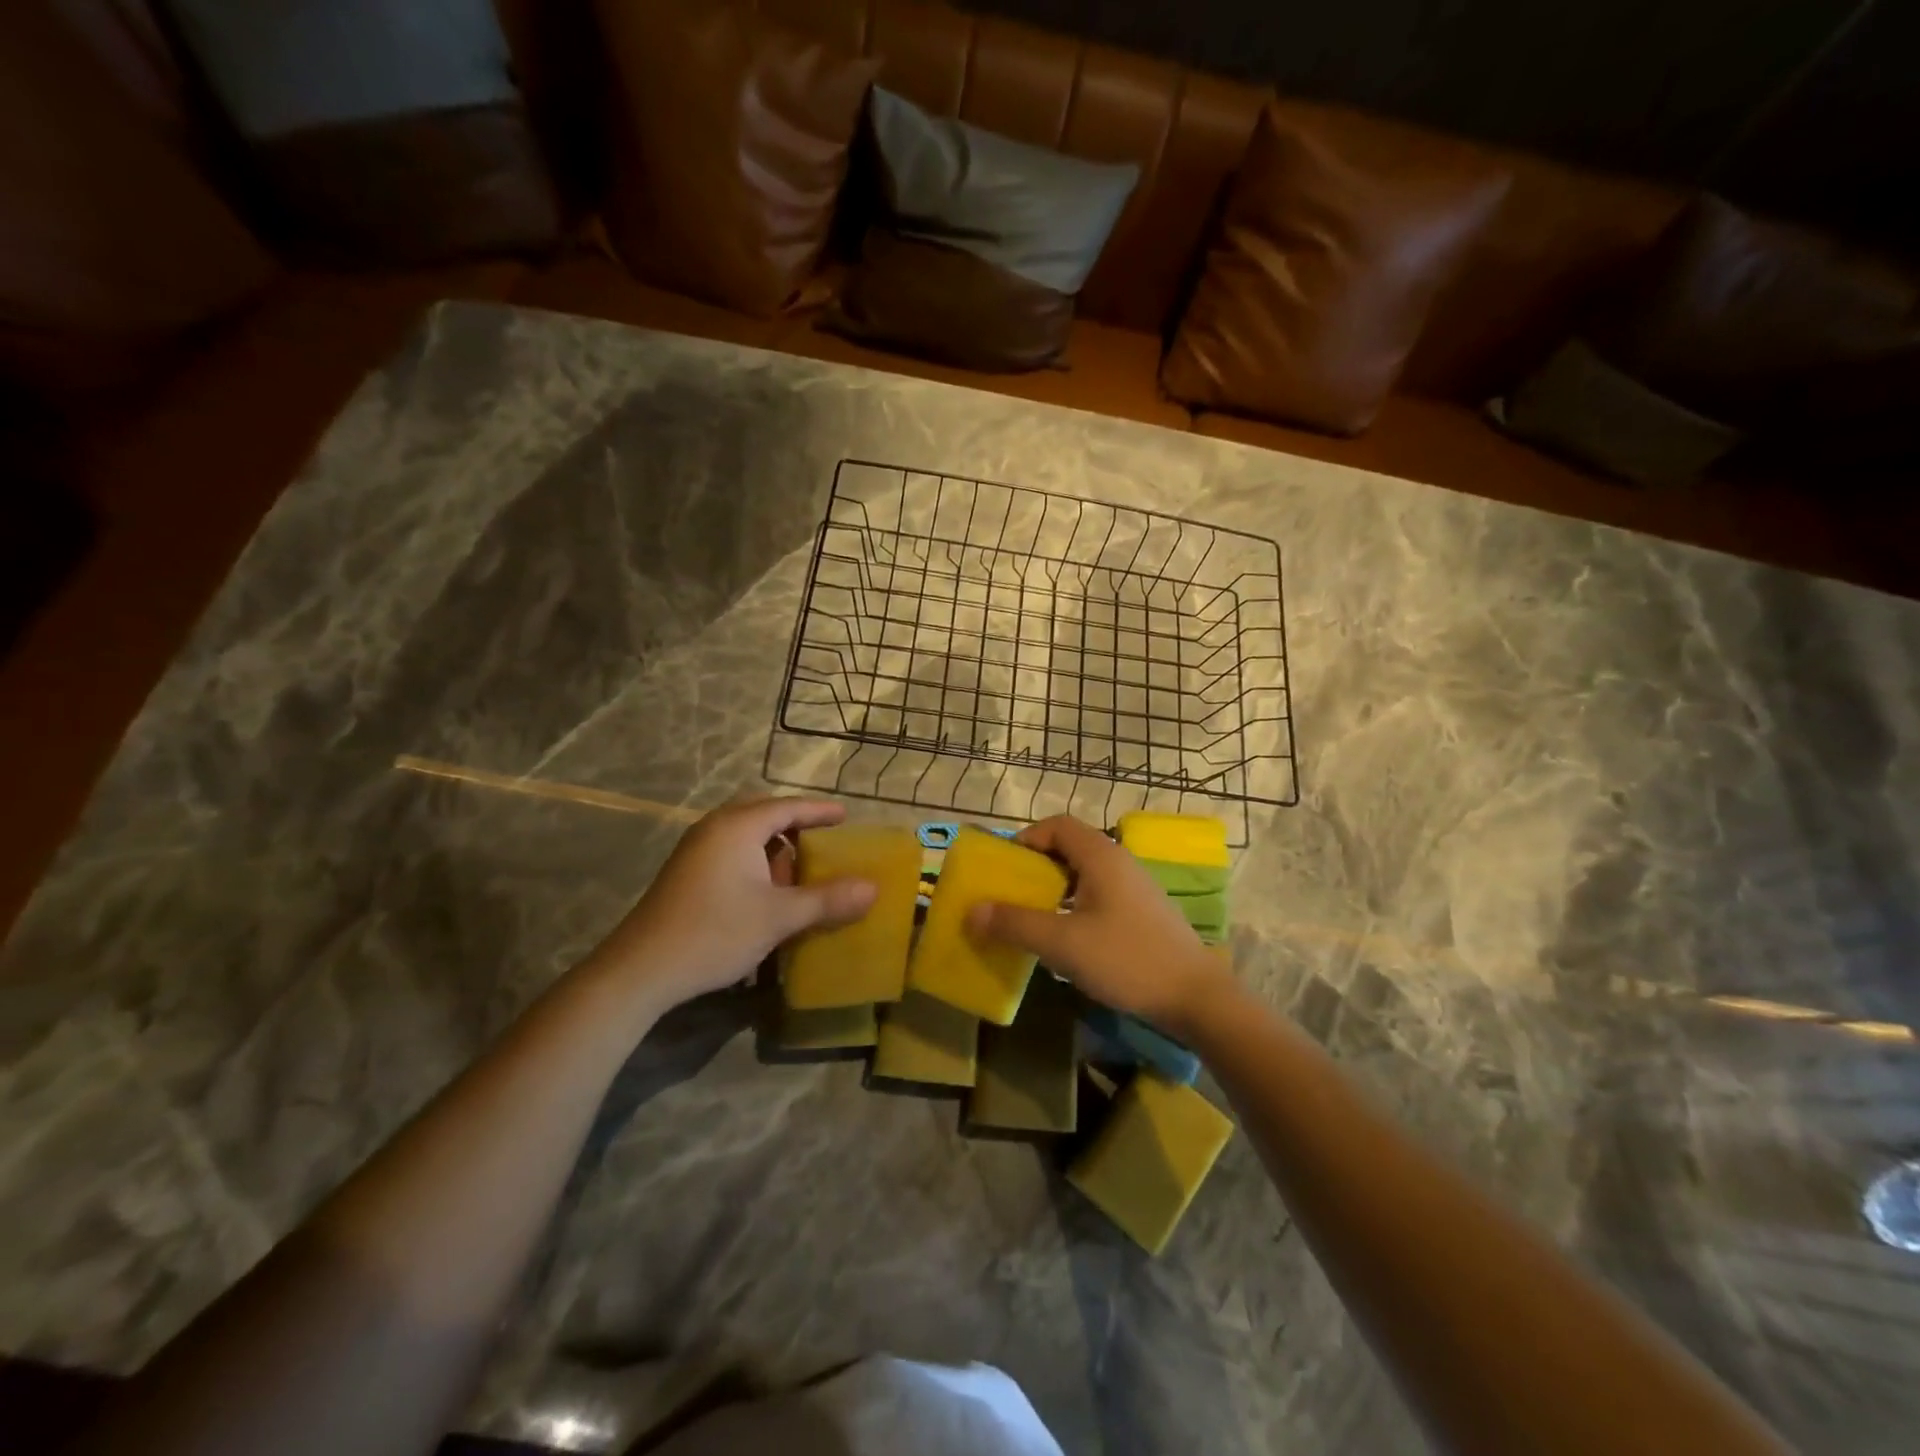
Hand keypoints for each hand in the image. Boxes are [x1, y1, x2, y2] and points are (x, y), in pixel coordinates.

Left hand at [585, 798, 877, 1013]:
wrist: (640, 970)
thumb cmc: (714, 932)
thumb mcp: (779, 917)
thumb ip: (827, 900)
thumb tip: (873, 889)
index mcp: (737, 827)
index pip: (787, 807)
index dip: (819, 811)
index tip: (845, 815)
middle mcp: (714, 829)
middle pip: (763, 815)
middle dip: (794, 827)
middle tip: (822, 842)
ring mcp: (695, 851)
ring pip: (744, 836)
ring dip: (773, 849)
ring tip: (796, 875)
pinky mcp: (685, 873)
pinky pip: (730, 852)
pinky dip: (754, 862)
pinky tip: (764, 894)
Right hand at [967, 815, 1234, 1036]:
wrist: (1197, 997)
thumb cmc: (1127, 960)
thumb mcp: (1063, 943)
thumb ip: (1015, 923)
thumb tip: (972, 910)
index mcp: (1101, 856)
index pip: (1057, 825)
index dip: (1026, 839)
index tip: (1004, 868)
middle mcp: (1119, 862)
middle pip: (1069, 847)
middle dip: (1035, 867)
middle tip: (1011, 895)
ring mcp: (1134, 888)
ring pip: (1084, 874)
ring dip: (1054, 888)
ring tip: (1032, 918)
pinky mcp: (1142, 913)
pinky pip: (1098, 895)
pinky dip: (1074, 905)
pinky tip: (1067, 938)